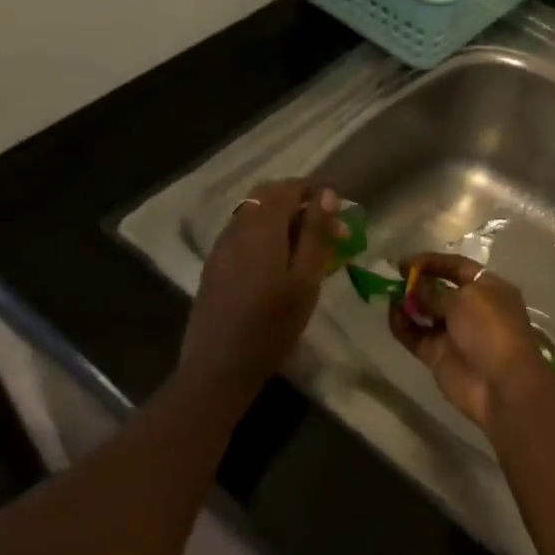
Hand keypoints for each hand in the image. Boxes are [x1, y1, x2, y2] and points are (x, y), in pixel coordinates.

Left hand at [180, 180, 341, 393]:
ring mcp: (221, 246)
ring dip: (281, 217)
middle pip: (267, 196)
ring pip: (253, 214)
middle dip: (298, 200)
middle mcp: (237, 227)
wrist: (218, 366)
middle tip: (326, 222)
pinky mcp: (214, 265)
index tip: (340, 204)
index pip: (289, 188)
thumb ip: (316, 234)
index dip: (315, 190)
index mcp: (261, 226)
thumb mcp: (305, 280)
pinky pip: (242, 233)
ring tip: (307, 243)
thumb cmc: (272, 325)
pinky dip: (265, 233)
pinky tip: (278, 260)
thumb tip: (327, 195)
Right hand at [387, 252, 554, 430]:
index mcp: (488, 288)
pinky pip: (415, 335)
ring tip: (388, 294)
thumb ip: (434, 292)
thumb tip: (415, 291)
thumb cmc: (490, 330)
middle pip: (439, 289)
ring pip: (425, 313)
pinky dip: (402, 325)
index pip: (457, 267)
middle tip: (393, 278)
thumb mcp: (465, 300)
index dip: (432, 262)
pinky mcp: (438, 354)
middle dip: (417, 283)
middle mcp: (471, 308)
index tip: (405, 262)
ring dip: (407, 303)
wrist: (501, 385)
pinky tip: (391, 314)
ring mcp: (453, 333)